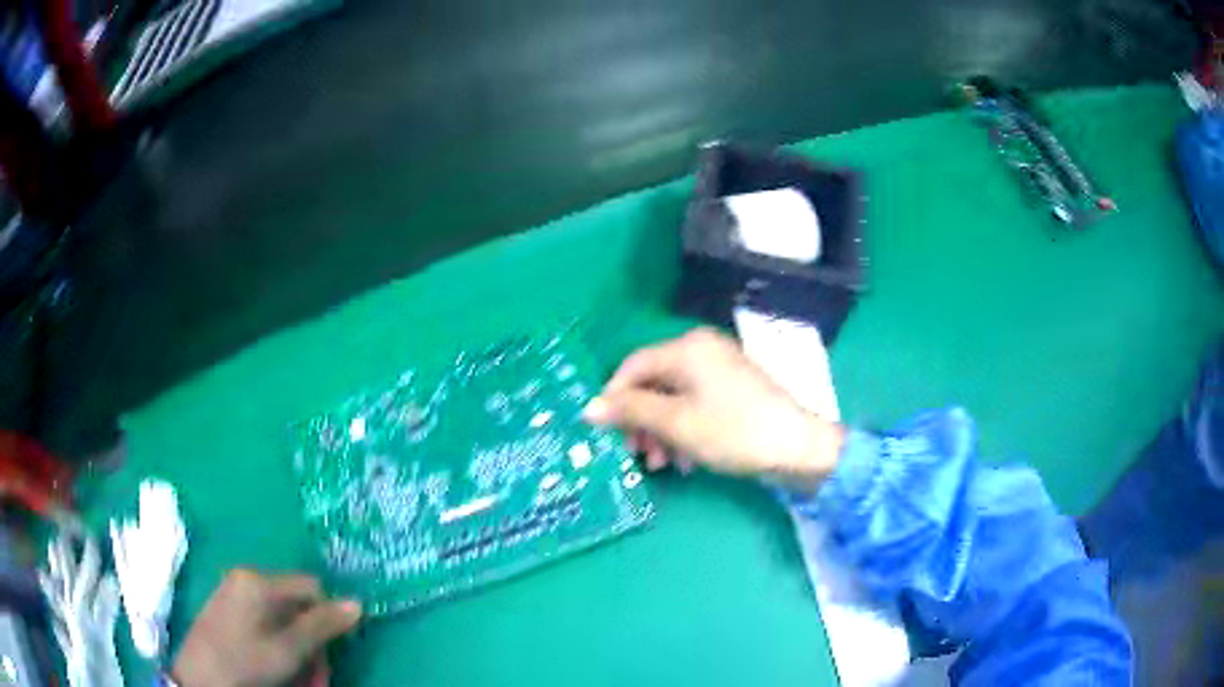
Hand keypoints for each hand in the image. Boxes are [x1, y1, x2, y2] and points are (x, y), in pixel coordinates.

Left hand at [172, 570, 360, 686]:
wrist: (198, 678)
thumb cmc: (244, 662)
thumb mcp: (288, 650)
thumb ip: (322, 626)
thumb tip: (358, 604)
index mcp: (258, 580)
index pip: (311, 587)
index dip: (328, 618)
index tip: (331, 651)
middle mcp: (246, 579)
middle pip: (297, 605)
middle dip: (313, 641)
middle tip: (317, 674)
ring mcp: (234, 594)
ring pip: (284, 618)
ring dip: (299, 649)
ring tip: (301, 678)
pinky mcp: (227, 610)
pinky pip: (265, 623)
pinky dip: (279, 645)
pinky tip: (279, 668)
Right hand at [583, 328, 843, 489]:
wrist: (798, 448)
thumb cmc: (734, 432)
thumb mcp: (676, 424)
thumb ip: (631, 411)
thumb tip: (588, 407)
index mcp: (688, 349)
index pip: (633, 366)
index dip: (614, 398)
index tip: (604, 432)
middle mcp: (702, 351)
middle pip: (654, 384)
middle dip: (641, 422)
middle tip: (637, 455)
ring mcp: (721, 370)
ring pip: (674, 399)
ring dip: (661, 432)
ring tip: (663, 465)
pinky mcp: (734, 390)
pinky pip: (696, 406)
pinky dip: (685, 431)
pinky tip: (687, 462)